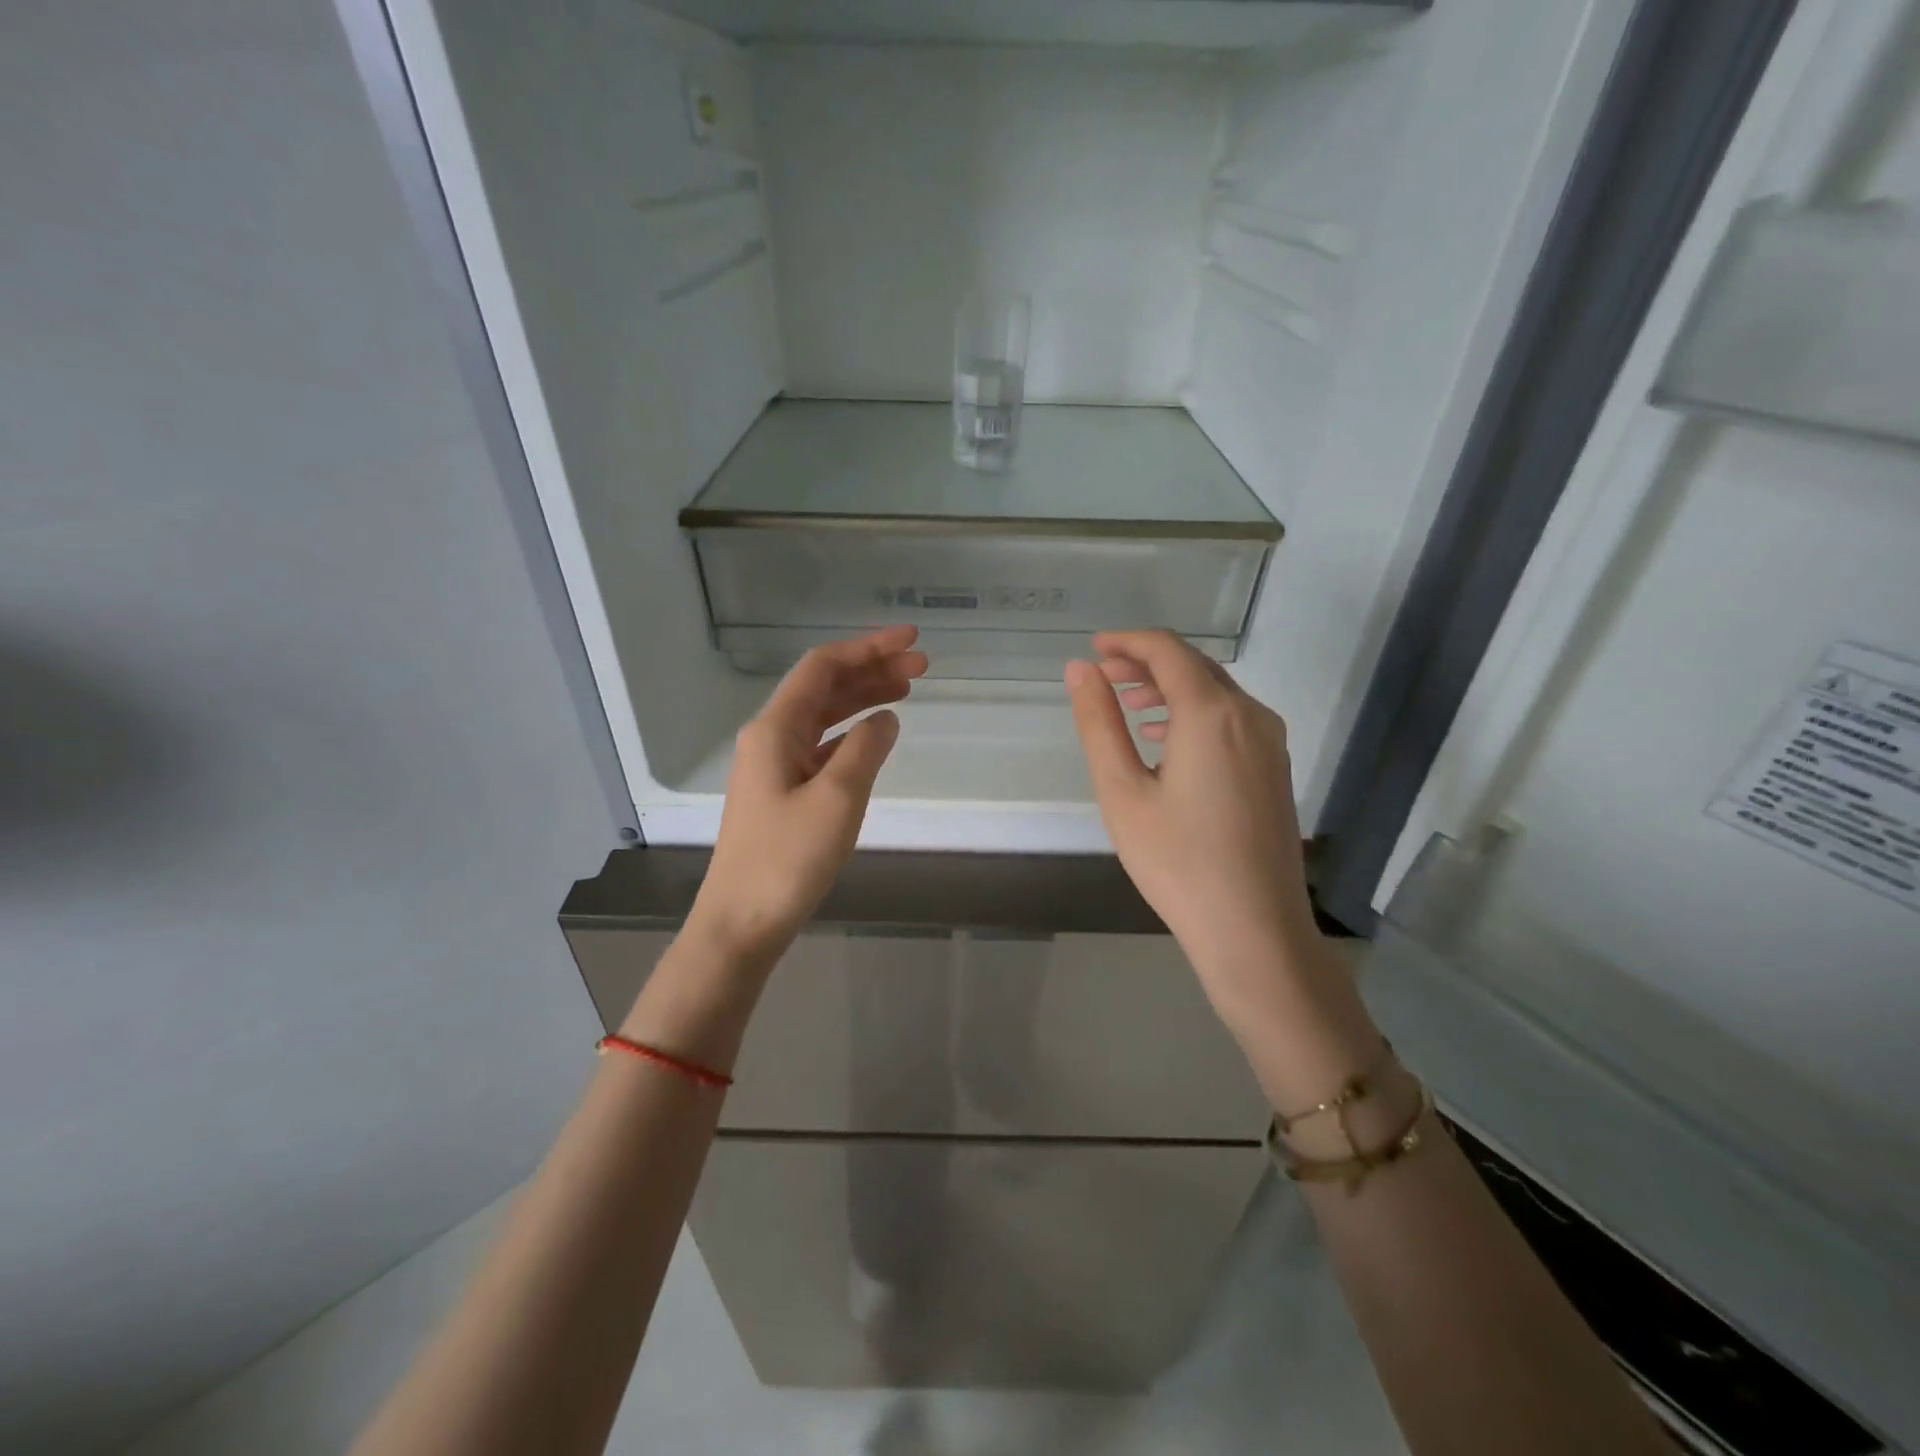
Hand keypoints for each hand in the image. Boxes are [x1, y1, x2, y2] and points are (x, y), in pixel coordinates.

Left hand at [690, 626, 927, 968]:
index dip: (868, 648)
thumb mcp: (837, 798)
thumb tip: (886, 718)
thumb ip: (866, 749)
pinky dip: (851, 734)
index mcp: (775, 729)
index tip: (911, 642)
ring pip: (824, 717)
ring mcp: (774, 766)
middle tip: (922, 666)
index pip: (823, 668)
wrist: (741, 923)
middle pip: (824, 688)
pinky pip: (821, 747)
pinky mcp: (782, 793)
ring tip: (907, 690)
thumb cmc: (787, 859)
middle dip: (872, 670)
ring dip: (863, 699)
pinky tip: (875, 737)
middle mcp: (770, 738)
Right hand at [1065, 630, 1321, 1030]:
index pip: (1167, 650)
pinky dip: (1194, 713)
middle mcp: (1250, 715)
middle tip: (1103, 676)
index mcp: (1211, 712)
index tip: (1094, 648)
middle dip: (1146, 663)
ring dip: (1170, 687)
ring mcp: (1270, 742)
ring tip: (1128, 703)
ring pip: (1216, 692)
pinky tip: (1168, 739)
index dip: (1127, 641)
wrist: (1254, 929)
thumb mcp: (1122, 790)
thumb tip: (1080, 670)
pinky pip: (1232, 719)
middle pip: (1194, 666)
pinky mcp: (1276, 768)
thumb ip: (1099, 723)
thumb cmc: (1177, 861)